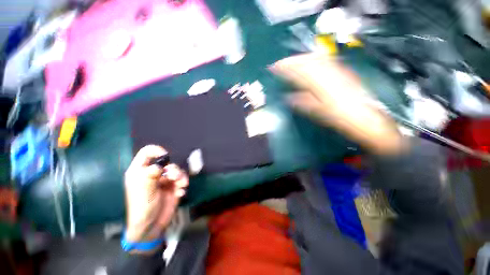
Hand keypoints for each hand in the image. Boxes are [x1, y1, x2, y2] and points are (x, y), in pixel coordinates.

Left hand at [124, 145, 187, 245]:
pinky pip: (182, 179)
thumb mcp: (144, 190)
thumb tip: (159, 166)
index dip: (156, 151)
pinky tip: (180, 192)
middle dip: (173, 169)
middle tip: (174, 177)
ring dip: (181, 176)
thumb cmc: (142, 207)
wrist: (152, 225)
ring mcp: (165, 180)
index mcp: (141, 171)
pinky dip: (183, 184)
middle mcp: (154, 173)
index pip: (147, 153)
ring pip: (177, 170)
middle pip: (167, 162)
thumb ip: (150, 175)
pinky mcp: (174, 186)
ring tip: (181, 185)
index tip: (165, 157)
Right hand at [271, 53, 404, 154]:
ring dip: (302, 58)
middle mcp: (328, 74)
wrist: (367, 119)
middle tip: (281, 63)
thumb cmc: (341, 119)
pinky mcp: (343, 72)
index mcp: (320, 85)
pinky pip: (326, 60)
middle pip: (307, 61)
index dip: (286, 68)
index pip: (299, 72)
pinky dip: (314, 59)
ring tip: (292, 61)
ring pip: (316, 58)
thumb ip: (303, 103)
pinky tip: (310, 62)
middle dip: (292, 60)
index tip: (275, 67)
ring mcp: (337, 71)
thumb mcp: (319, 113)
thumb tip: (289, 98)